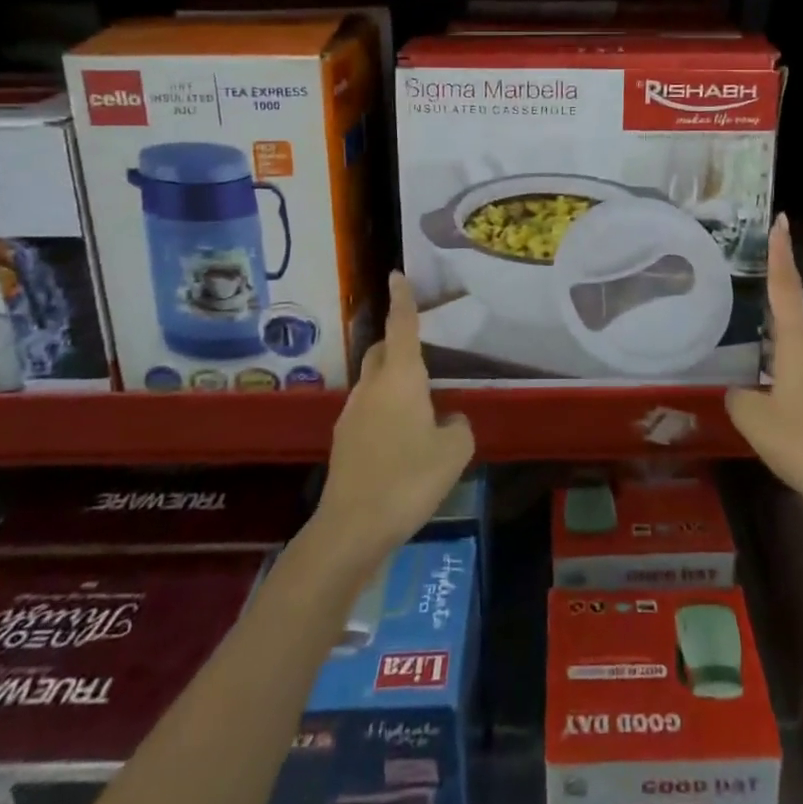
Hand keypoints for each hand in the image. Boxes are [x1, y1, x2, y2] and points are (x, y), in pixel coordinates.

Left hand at [316, 274, 474, 568]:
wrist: (352, 529)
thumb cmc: (409, 479)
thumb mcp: (454, 452)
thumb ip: (458, 428)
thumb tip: (448, 421)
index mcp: (401, 378)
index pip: (402, 327)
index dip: (402, 299)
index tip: (396, 274)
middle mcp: (372, 387)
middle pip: (381, 352)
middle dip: (397, 344)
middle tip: (422, 354)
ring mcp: (352, 414)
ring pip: (374, 383)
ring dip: (393, 384)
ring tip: (420, 410)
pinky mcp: (344, 442)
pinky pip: (368, 412)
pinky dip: (385, 413)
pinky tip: (402, 443)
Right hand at [726, 215, 802, 536]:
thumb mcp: (755, 421)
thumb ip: (739, 397)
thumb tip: (740, 391)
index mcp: (800, 346)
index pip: (786, 289)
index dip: (781, 254)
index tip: (781, 221)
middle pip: (789, 330)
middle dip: (767, 333)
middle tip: (741, 338)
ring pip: (798, 363)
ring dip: (778, 372)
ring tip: (756, 396)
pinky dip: (792, 394)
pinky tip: (781, 421)